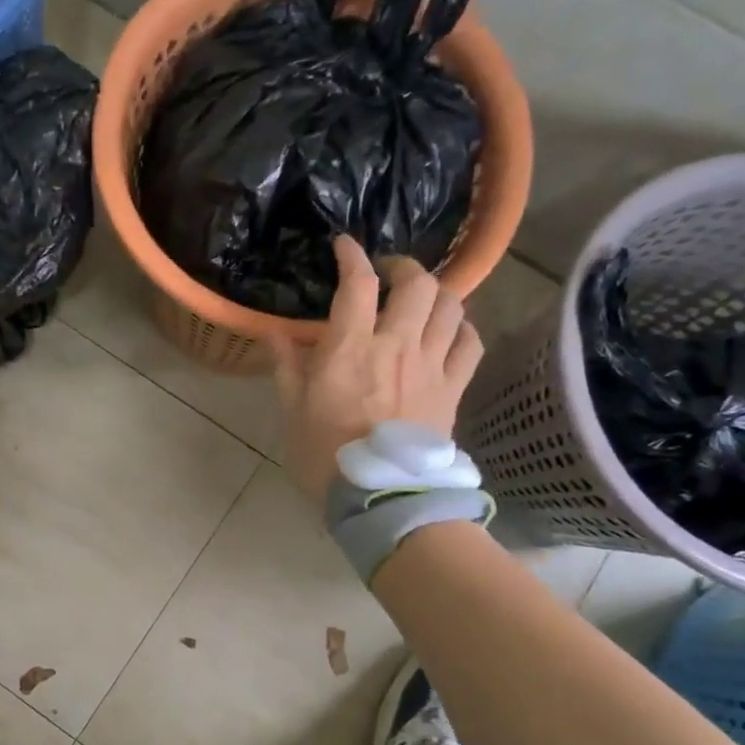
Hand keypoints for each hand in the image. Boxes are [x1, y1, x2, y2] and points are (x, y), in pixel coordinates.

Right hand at [272, 236, 483, 504]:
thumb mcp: (292, 410)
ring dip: (436, 293)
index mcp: (351, 348)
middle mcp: (397, 345)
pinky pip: (470, 344)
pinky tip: (449, 332)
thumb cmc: (325, 455)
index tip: (344, 246)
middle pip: (418, 284)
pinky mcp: (453, 389)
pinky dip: (462, 328)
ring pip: (451, 307)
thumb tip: (274, 333)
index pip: (358, 284)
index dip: (352, 256)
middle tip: (388, 274)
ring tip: (421, 299)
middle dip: (403, 267)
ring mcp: (431, 366)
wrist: (380, 498)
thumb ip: (286, 366)